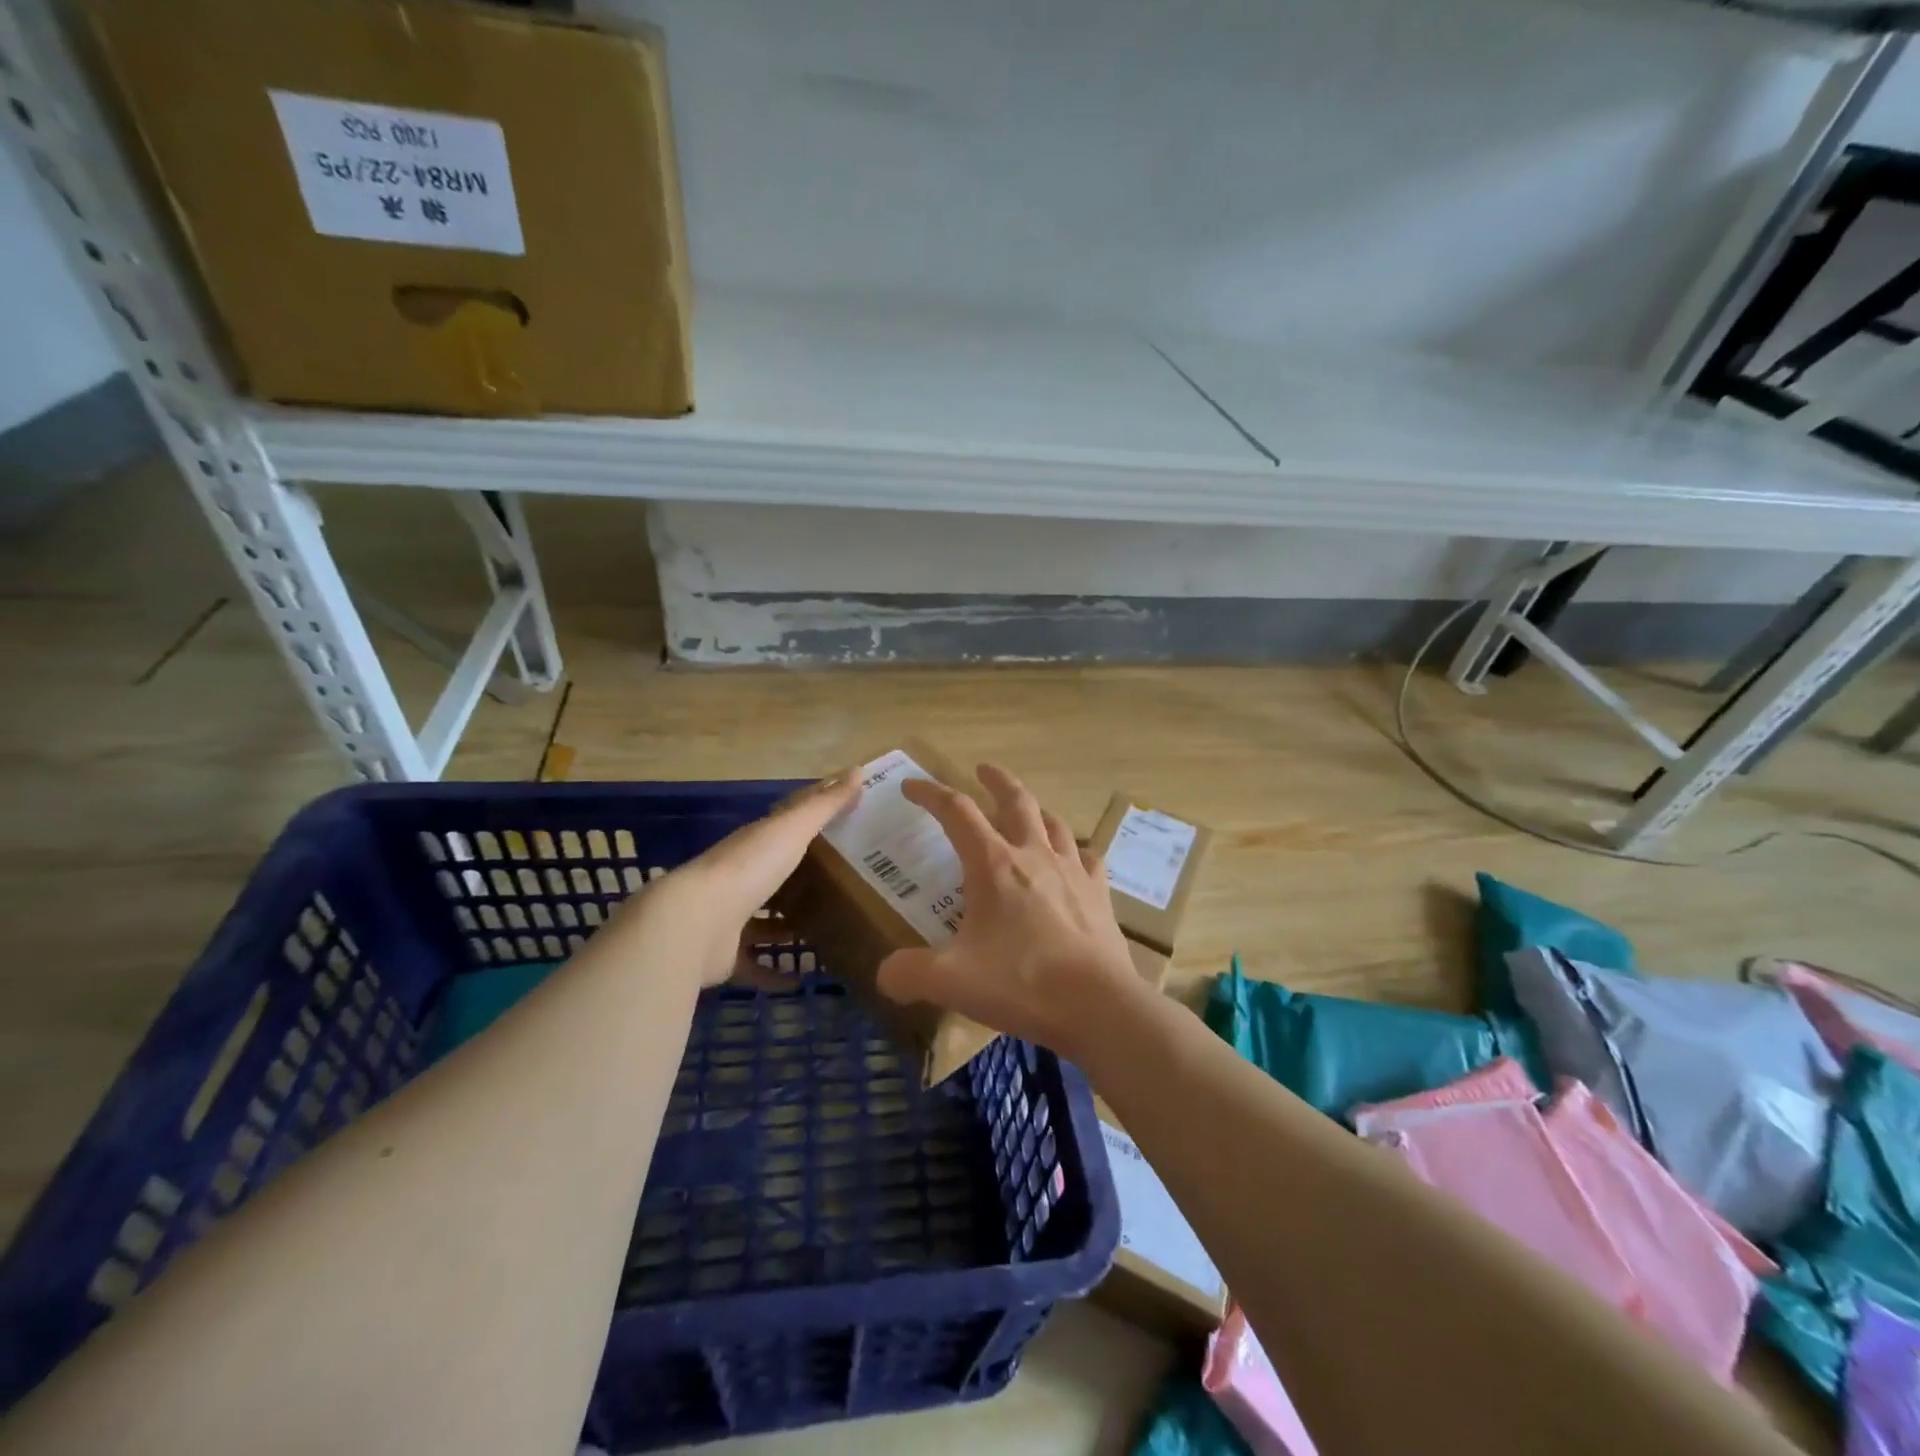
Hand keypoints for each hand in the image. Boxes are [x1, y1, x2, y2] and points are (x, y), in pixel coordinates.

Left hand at [636, 772, 860, 986]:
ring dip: (789, 923)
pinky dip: (774, 971)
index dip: (815, 820)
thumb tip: (858, 771)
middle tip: (849, 882)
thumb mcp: (792, 830)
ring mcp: (730, 916)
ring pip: (765, 918)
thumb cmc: (748, 868)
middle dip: (805, 876)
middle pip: (778, 872)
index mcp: (755, 842)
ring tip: (829, 928)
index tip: (847, 822)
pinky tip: (800, 978)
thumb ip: (824, 805)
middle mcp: (741, 876)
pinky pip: (755, 963)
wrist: (694, 924)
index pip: (788, 824)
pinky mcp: (725, 955)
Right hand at [875, 764, 1140, 1061]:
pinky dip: (1073, 850)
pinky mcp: (1099, 893)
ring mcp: (1072, 870)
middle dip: (995, 780)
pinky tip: (1072, 858)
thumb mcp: (950, 981)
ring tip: (1026, 809)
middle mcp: (1033, 855)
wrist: (1098, 1004)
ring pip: (1053, 822)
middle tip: (982, 769)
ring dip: (1034, 809)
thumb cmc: (1021, 983)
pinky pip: (1087, 857)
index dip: (930, 794)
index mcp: (993, 865)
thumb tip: (885, 975)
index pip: (956, 811)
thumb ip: (908, 974)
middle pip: (1015, 800)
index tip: (910, 786)